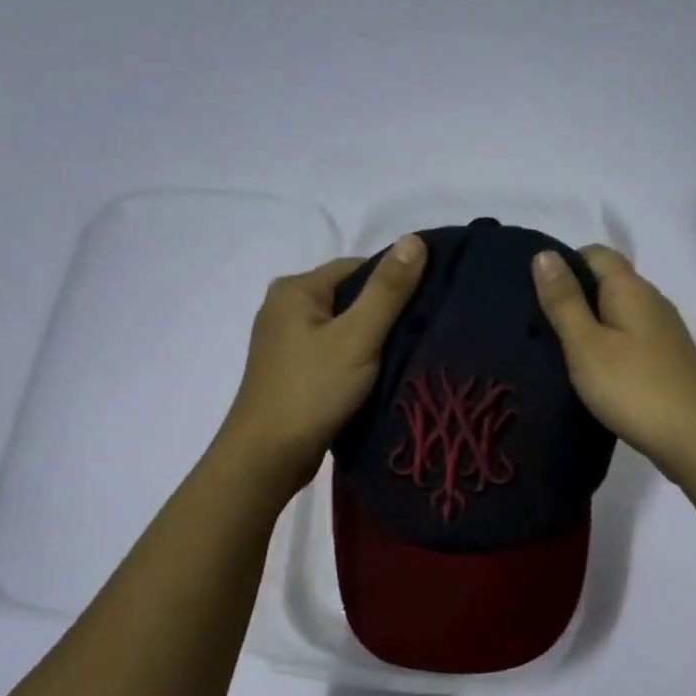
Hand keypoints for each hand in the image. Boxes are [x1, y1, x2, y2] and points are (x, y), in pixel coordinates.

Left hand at [218, 234, 427, 494]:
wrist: (267, 456)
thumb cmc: (312, 390)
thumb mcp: (358, 336)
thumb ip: (388, 290)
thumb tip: (416, 239)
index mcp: (295, 289)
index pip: (357, 268)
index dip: (394, 282)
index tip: (429, 305)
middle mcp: (284, 308)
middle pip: (349, 298)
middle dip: (385, 313)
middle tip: (424, 333)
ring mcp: (285, 344)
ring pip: (342, 329)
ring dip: (372, 341)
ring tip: (407, 355)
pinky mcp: (292, 373)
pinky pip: (333, 354)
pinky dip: (356, 361)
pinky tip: (379, 377)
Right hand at [532, 244, 695, 484]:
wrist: (694, 439)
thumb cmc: (633, 388)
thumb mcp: (586, 344)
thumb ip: (564, 301)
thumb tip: (544, 254)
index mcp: (631, 288)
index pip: (595, 253)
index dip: (564, 264)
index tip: (536, 293)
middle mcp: (652, 301)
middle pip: (607, 283)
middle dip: (573, 297)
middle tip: (537, 327)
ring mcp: (664, 332)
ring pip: (618, 314)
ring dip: (589, 326)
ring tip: (557, 352)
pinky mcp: (667, 361)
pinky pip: (629, 340)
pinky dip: (608, 348)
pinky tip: (592, 373)